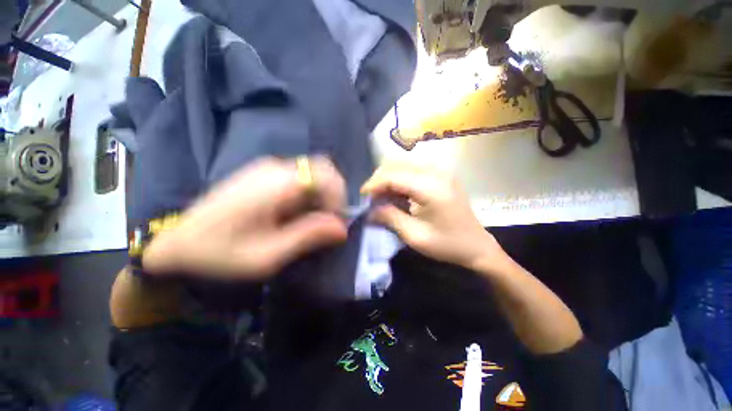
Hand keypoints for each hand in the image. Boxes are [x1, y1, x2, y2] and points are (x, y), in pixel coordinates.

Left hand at [143, 157, 347, 279]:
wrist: (175, 241)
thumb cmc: (220, 252)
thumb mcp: (268, 255)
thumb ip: (308, 237)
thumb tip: (342, 228)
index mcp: (278, 183)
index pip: (327, 175)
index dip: (339, 198)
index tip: (336, 222)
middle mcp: (276, 168)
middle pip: (323, 171)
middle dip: (332, 197)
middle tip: (326, 223)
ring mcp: (268, 168)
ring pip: (312, 174)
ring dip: (320, 197)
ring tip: (309, 222)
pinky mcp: (263, 173)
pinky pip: (299, 177)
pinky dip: (307, 194)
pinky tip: (294, 214)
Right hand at [361, 162, 506, 271]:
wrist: (477, 246)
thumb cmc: (447, 245)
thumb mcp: (415, 236)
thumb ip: (390, 218)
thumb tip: (369, 210)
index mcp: (432, 188)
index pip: (393, 176)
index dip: (374, 184)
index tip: (362, 197)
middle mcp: (437, 172)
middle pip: (397, 164)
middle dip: (379, 180)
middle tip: (372, 199)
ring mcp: (441, 170)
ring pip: (403, 164)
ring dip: (388, 178)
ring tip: (383, 197)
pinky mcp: (441, 174)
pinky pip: (412, 169)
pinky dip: (399, 179)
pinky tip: (397, 194)